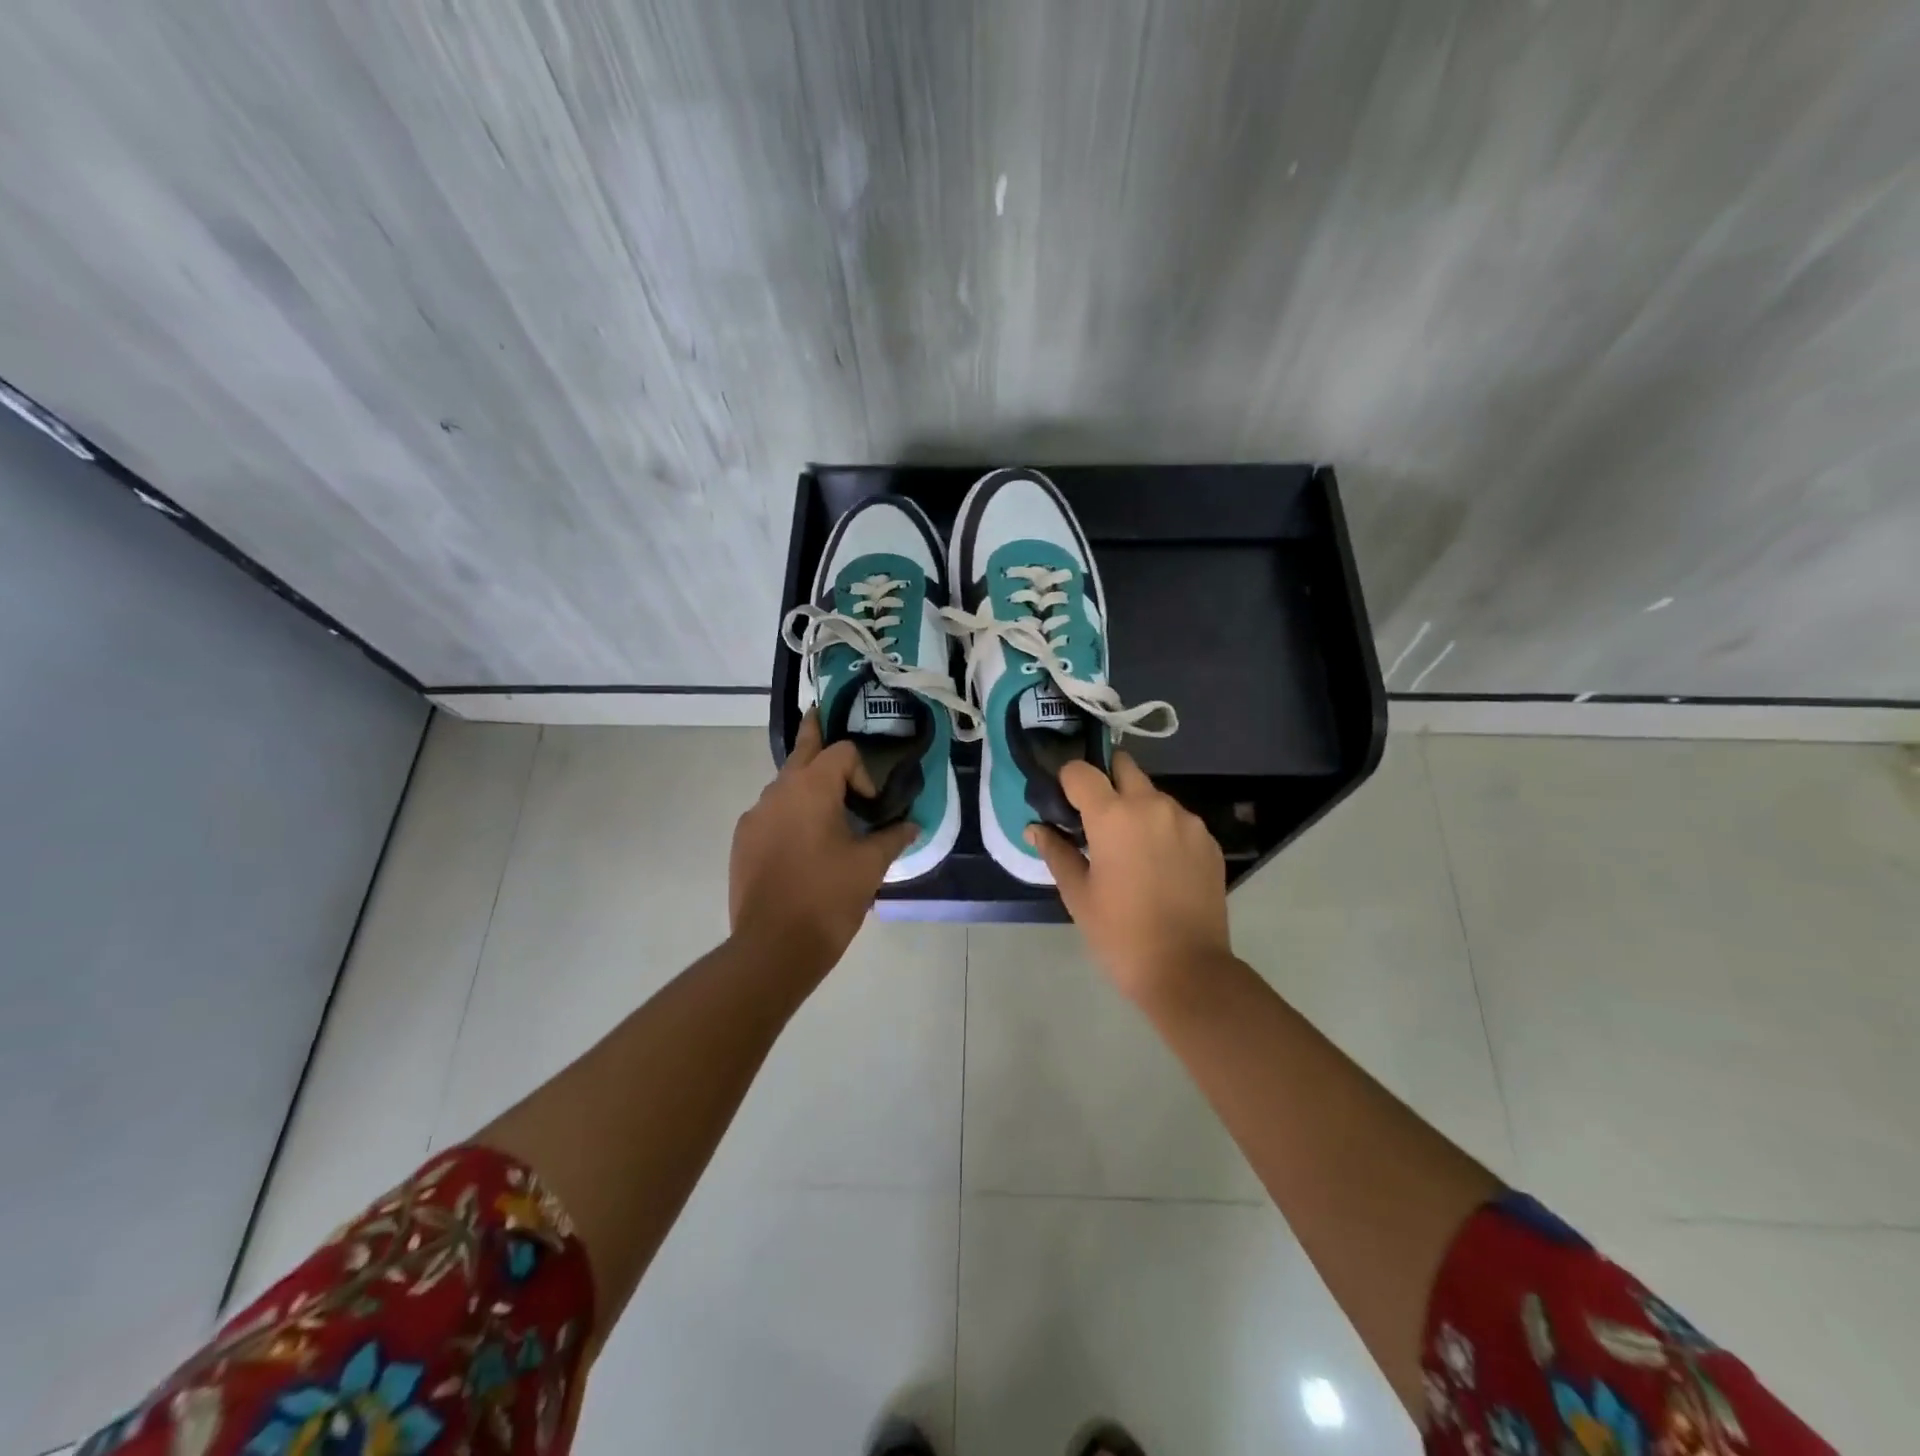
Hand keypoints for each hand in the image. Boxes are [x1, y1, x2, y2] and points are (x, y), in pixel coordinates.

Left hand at [729, 710, 915, 977]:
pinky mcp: (743, 841)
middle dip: (815, 733)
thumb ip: (892, 837)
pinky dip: (789, 815)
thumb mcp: (870, 866)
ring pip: (784, 786)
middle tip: (819, 713)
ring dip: (806, 786)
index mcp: (811, 787)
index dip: (863, 773)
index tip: (872, 807)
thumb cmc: (828, 898)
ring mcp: (755, 816)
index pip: (841, 753)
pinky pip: (771, 814)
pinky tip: (802, 844)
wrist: (773, 947)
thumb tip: (912, 825)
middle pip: (801, 751)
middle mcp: (778, 791)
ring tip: (826, 810)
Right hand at [1028, 752, 1231, 1003]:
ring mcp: (1186, 821)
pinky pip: (1177, 819)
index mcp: (1114, 816)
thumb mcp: (1077, 894)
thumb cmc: (1120, 934)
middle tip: (1095, 818)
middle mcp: (1152, 805)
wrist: (1187, 970)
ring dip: (1136, 807)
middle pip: (1123, 767)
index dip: (1066, 782)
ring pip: (1153, 794)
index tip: (1063, 804)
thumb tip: (1036, 828)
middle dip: (1105, 782)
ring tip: (1129, 849)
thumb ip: (1056, 852)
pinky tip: (1158, 866)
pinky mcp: (1209, 840)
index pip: (1081, 770)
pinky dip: (1162, 829)